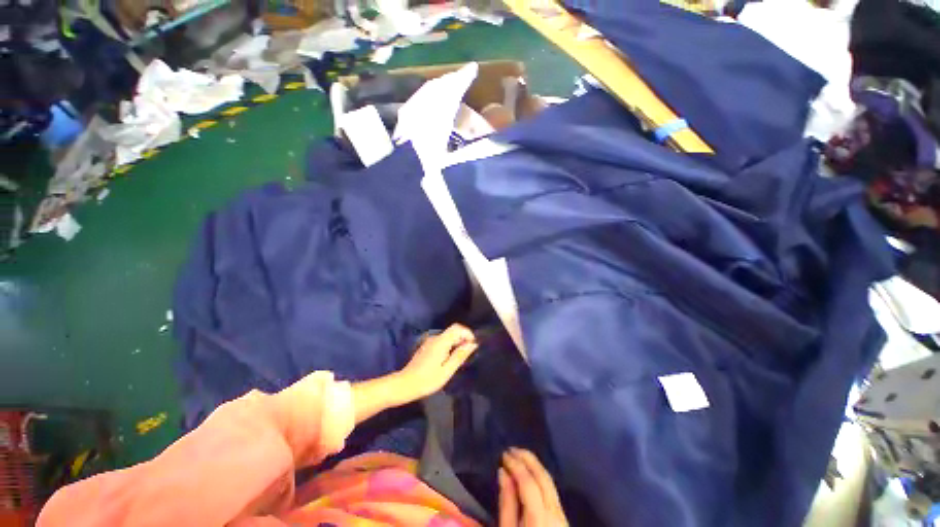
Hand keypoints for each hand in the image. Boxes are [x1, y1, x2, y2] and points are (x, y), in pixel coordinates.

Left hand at [398, 324, 477, 399]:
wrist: (405, 385)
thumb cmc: (427, 380)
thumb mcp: (447, 371)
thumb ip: (460, 355)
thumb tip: (473, 344)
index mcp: (441, 341)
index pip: (457, 328)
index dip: (467, 333)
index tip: (473, 346)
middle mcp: (435, 338)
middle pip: (453, 331)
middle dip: (463, 340)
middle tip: (467, 356)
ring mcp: (430, 342)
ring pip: (448, 337)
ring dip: (456, 344)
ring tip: (459, 360)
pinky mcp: (427, 347)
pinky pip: (442, 342)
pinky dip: (449, 347)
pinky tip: (448, 361)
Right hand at [499, 448, 567, 526]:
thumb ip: (507, 503)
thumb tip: (503, 471)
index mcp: (540, 517)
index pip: (529, 482)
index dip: (516, 465)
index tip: (504, 454)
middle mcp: (555, 512)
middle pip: (543, 477)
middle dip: (527, 459)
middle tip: (512, 449)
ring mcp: (562, 514)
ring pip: (549, 481)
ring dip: (534, 465)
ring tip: (519, 456)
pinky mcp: (564, 516)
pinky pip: (552, 489)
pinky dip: (540, 476)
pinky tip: (530, 472)